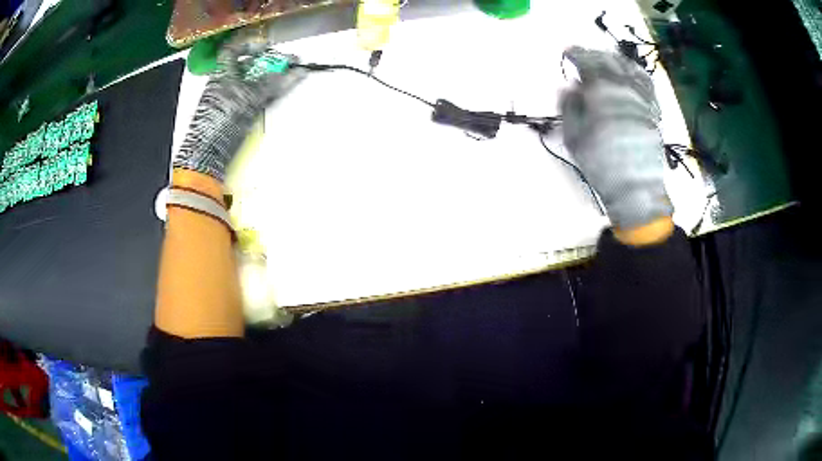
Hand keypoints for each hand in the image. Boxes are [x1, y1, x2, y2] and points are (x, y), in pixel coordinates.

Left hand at [173, 33, 305, 181]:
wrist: (207, 154)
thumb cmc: (222, 118)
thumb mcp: (249, 96)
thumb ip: (273, 83)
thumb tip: (298, 71)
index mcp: (222, 73)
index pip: (234, 50)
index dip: (250, 45)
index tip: (268, 47)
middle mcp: (223, 84)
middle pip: (247, 67)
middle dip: (268, 63)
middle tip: (288, 64)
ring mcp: (227, 100)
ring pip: (250, 83)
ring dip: (269, 79)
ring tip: (288, 79)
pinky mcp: (232, 116)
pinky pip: (251, 98)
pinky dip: (264, 94)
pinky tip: (276, 94)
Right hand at [560, 46, 671, 229]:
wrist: (636, 187)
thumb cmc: (601, 163)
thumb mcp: (574, 137)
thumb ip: (569, 106)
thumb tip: (569, 87)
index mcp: (601, 91)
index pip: (586, 61)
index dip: (575, 53)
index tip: (567, 52)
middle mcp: (624, 87)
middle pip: (608, 59)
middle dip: (593, 53)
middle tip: (584, 55)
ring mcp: (642, 96)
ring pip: (629, 66)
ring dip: (615, 58)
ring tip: (606, 59)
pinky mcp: (654, 109)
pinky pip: (646, 82)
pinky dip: (636, 72)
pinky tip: (631, 72)